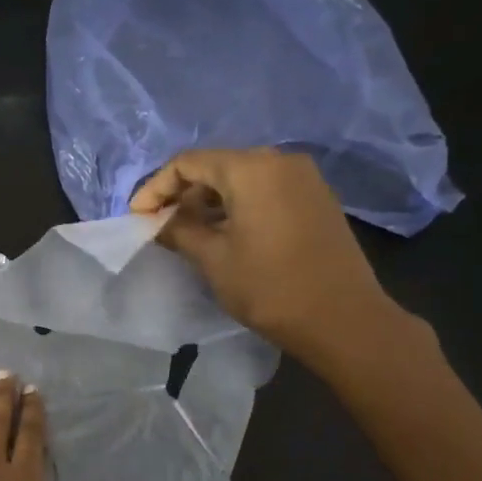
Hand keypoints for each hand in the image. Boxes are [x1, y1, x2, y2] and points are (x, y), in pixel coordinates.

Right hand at [129, 147, 404, 354]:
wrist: (343, 319)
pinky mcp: (316, 198)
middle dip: (183, 193)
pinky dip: (238, 205)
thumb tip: (157, 222)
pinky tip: (224, 234)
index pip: (188, 162)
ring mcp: (304, 178)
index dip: (156, 187)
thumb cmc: (270, 287)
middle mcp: (280, 161)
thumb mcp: (214, 259)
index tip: (138, 217)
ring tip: (188, 233)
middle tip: (160, 225)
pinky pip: (266, 190)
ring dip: (210, 201)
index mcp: (252, 168)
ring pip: (242, 178)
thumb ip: (179, 231)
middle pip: (217, 166)